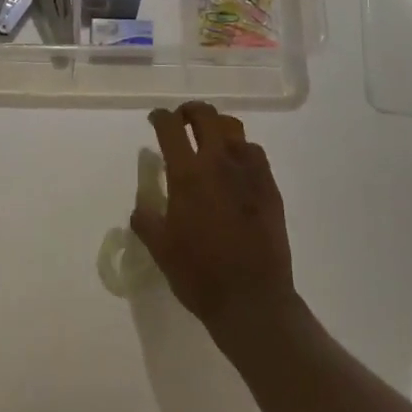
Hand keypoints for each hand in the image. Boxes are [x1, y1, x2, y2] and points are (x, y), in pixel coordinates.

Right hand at [132, 101, 295, 336]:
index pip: (171, 128)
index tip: (155, 119)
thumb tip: (141, 206)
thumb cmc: (199, 274)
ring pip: (233, 128)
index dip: (160, 117)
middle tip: (181, 122)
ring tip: (209, 140)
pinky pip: (254, 152)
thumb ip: (146, 219)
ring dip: (217, 127)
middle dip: (190, 111)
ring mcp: (249, 172)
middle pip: (206, 116)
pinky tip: (235, 167)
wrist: (252, 299)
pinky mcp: (270, 186)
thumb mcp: (160, 248)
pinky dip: (240, 149)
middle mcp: (219, 163)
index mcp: (187, 175)